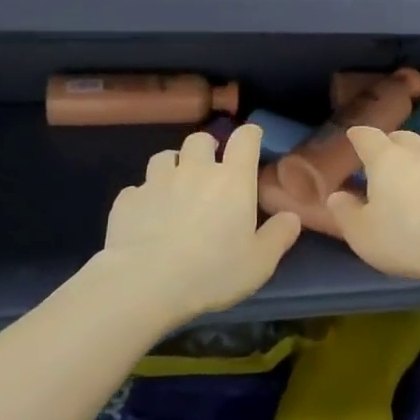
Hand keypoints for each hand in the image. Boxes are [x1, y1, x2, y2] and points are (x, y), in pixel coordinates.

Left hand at [100, 124, 301, 324]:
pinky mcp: (127, 200)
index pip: (245, 138)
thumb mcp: (259, 263)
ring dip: (172, 167)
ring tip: (174, 189)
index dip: (250, 135)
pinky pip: (137, 189)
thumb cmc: (212, 272)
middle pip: (200, 139)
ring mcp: (157, 181)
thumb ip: (279, 236)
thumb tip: (291, 217)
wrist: (144, 284)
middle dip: (207, 149)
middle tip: (209, 172)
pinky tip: (146, 218)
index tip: (251, 142)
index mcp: (232, 180)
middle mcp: (195, 170)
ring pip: (164, 157)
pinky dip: (144, 198)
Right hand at [325, 128, 419, 288]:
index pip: (367, 136)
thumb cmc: (407, 240)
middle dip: (391, 145)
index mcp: (388, 159)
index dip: (358, 136)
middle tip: (383, 162)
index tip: (353, 137)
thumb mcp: (362, 234)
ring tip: (418, 179)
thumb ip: (345, 212)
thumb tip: (337, 196)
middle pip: (403, 138)